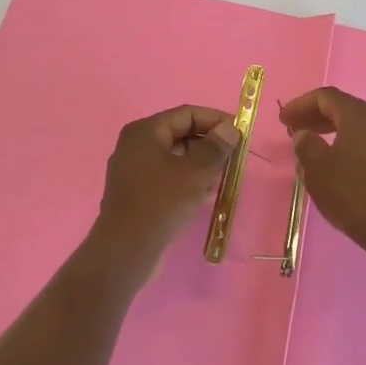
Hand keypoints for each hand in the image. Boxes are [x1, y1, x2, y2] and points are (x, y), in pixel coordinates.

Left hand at [86, 105, 240, 285]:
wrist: (125, 251)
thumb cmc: (161, 203)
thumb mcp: (194, 173)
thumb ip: (215, 148)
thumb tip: (230, 129)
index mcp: (145, 131)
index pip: (186, 114)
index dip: (215, 119)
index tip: (240, 132)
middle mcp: (135, 145)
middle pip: (179, 134)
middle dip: (209, 143)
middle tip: (234, 157)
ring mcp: (133, 169)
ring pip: (174, 157)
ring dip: (200, 163)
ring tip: (224, 176)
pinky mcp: (136, 192)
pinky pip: (167, 176)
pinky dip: (187, 179)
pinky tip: (205, 194)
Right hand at [279, 87, 365, 264]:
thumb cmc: (353, 193)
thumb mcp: (318, 169)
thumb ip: (306, 145)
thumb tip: (304, 135)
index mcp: (360, 115)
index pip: (326, 97)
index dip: (300, 104)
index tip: (283, 120)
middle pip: (344, 108)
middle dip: (316, 117)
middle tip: (294, 130)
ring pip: (358, 126)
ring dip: (332, 131)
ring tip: (312, 148)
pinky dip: (348, 145)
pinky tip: (336, 164)